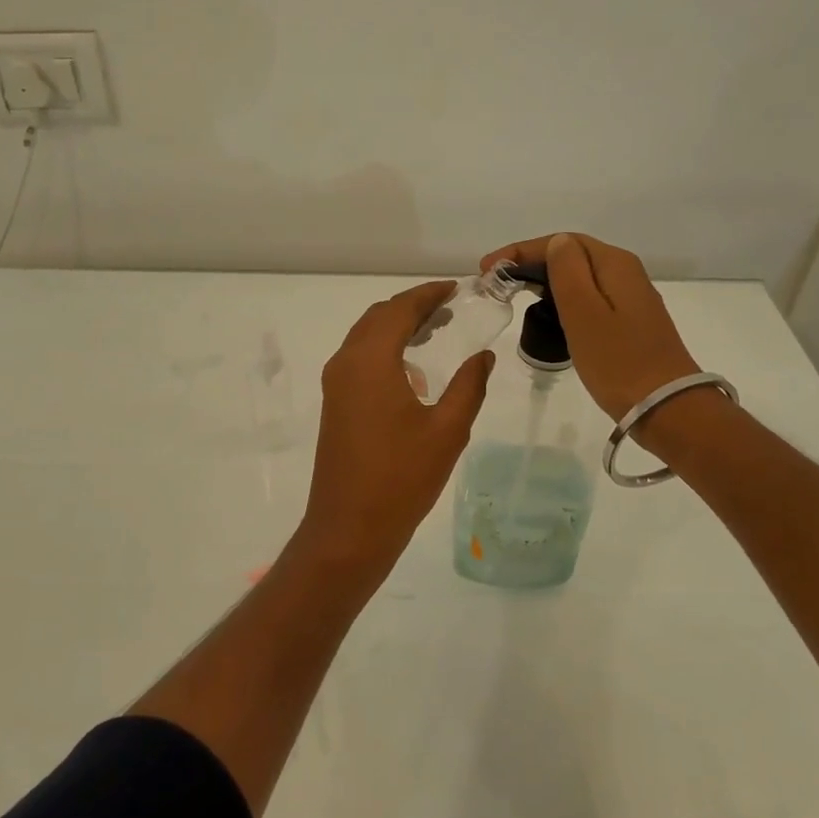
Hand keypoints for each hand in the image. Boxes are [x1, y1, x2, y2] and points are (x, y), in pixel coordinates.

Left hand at [296, 281, 494, 574]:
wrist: (349, 529)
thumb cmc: (401, 478)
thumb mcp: (447, 431)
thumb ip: (469, 386)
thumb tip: (483, 356)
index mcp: (370, 361)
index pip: (399, 310)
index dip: (428, 294)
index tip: (455, 289)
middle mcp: (346, 363)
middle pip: (378, 317)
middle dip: (413, 307)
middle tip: (450, 307)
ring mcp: (335, 384)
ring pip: (366, 337)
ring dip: (397, 326)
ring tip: (436, 330)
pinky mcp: (335, 404)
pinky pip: (359, 359)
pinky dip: (385, 349)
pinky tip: (413, 370)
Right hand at [479, 233, 700, 421]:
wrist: (667, 409)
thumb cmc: (619, 362)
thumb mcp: (584, 313)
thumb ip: (567, 272)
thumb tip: (556, 244)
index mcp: (614, 264)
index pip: (562, 242)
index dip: (521, 251)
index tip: (487, 268)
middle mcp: (625, 274)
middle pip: (572, 255)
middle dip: (531, 263)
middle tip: (496, 282)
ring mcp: (630, 300)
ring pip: (580, 277)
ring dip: (545, 280)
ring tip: (514, 294)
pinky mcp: (629, 324)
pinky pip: (589, 298)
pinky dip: (562, 300)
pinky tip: (548, 314)